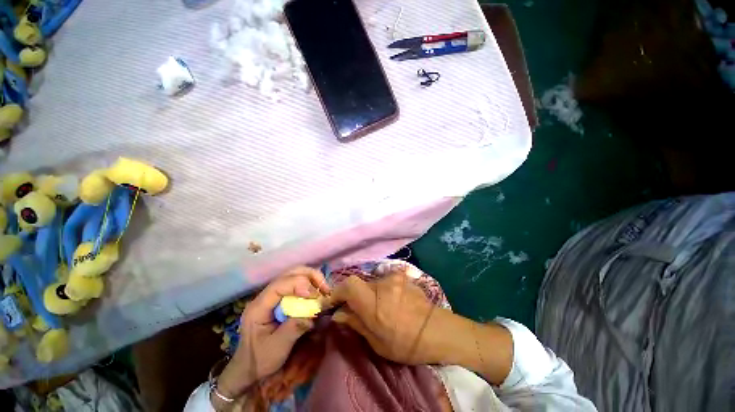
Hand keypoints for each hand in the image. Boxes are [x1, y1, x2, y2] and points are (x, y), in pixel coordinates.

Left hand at [215, 267, 329, 404]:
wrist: (249, 369)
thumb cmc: (260, 360)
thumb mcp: (277, 348)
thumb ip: (295, 328)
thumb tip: (315, 311)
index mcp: (259, 306)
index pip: (280, 284)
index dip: (299, 284)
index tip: (315, 295)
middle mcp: (265, 295)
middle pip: (289, 274)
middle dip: (310, 277)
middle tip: (325, 289)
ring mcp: (273, 296)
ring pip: (294, 276)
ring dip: (312, 279)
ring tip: (324, 290)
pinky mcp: (280, 299)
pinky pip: (297, 285)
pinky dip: (310, 285)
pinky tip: (317, 295)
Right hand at [327, 270, 453, 364]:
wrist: (438, 330)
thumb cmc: (407, 343)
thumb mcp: (378, 342)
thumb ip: (356, 323)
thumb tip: (338, 313)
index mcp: (374, 303)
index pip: (348, 285)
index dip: (337, 291)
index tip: (333, 302)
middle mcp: (382, 285)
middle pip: (359, 283)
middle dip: (354, 295)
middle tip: (357, 310)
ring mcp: (394, 278)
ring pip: (372, 283)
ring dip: (369, 294)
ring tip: (378, 309)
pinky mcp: (402, 277)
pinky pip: (385, 282)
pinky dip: (381, 291)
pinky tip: (391, 303)